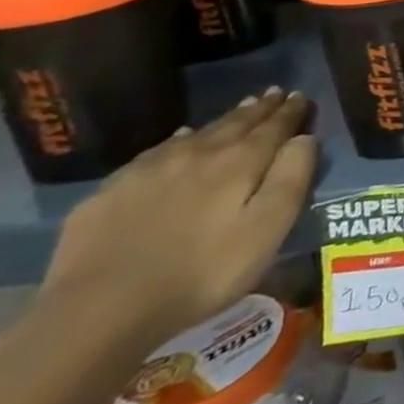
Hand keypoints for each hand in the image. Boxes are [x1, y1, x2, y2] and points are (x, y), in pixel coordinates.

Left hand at [39, 88, 318, 352]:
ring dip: (224, 120)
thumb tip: (305, 138)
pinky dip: (178, 140)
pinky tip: (179, 140)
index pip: (274, 127)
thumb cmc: (202, 272)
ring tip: (240, 110)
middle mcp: (198, 153)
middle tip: (274, 93)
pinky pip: (157, 152)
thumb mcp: (267, 230)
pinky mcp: (112, 190)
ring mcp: (150, 170)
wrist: (98, 309)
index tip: (301, 95)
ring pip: (198, 133)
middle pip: (236, 123)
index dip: (291, 111)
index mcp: (240, 162)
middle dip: (260, 109)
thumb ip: (292, 179)